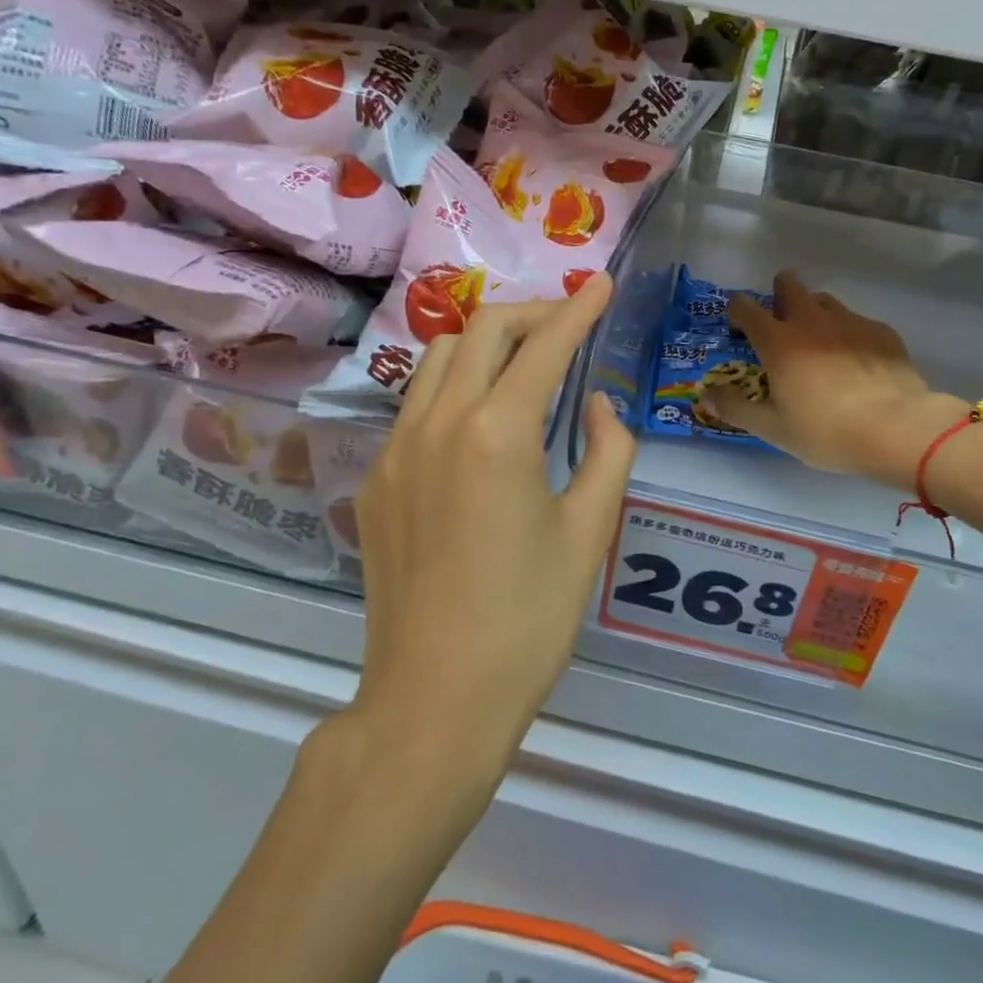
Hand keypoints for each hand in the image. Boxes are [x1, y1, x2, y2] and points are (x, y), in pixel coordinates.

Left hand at [346, 275, 634, 776]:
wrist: (433, 699)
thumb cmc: (527, 621)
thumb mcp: (589, 533)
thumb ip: (608, 452)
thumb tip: (598, 405)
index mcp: (497, 433)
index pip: (543, 346)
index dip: (577, 309)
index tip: (600, 283)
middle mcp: (437, 423)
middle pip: (481, 330)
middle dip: (530, 314)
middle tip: (568, 326)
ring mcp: (395, 449)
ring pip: (439, 358)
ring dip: (486, 344)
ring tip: (525, 365)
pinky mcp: (375, 479)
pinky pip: (417, 404)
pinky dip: (456, 386)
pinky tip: (482, 423)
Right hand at [697, 270, 968, 491]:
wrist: (897, 429)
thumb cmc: (827, 432)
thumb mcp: (773, 429)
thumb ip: (735, 408)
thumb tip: (706, 395)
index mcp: (779, 342)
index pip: (747, 308)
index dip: (737, 311)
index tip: (737, 325)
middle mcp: (811, 321)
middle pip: (789, 285)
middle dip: (779, 294)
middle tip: (780, 322)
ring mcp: (850, 322)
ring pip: (824, 300)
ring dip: (814, 312)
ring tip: (818, 341)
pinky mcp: (881, 331)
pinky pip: (857, 321)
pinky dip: (848, 332)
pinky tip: (856, 359)